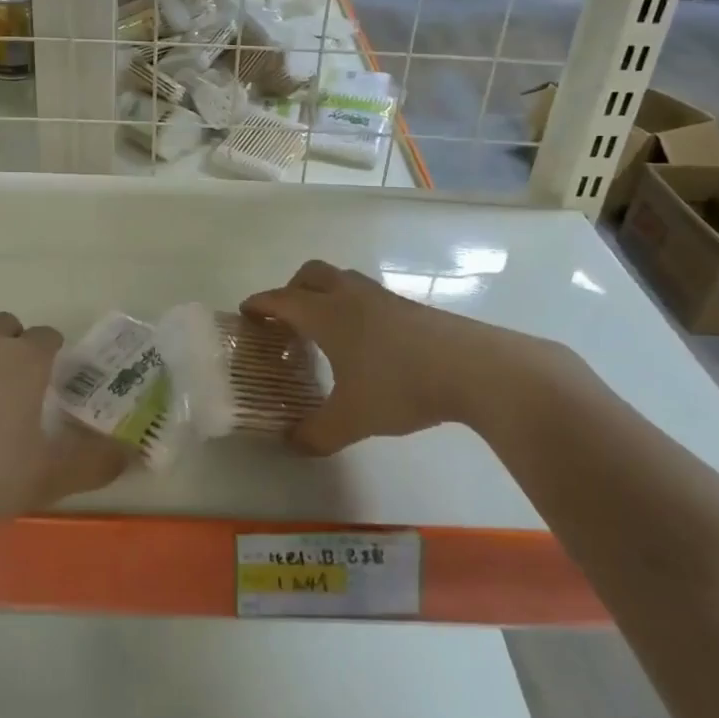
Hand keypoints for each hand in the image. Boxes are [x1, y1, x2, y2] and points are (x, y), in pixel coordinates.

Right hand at [242, 260, 560, 455]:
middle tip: (287, 319)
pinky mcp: (410, 307)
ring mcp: (382, 297)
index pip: (282, 300)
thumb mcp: (351, 419)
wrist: (473, 367)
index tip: (246, 312)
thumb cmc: (400, 385)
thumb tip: (293, 444)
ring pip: (342, 280)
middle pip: (311, 273)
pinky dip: (353, 307)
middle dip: (292, 290)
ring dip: (325, 295)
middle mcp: (350, 296)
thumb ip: (316, 434)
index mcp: (326, 314)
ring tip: (326, 330)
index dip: (260, 304)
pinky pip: (367, 295)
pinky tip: (365, 342)